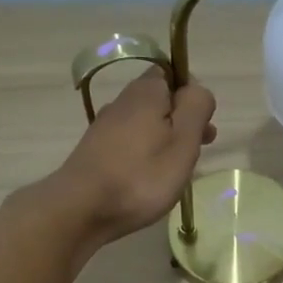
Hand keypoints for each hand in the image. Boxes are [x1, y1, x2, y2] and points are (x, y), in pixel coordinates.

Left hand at [45, 68, 216, 244]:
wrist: (80, 209)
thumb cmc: (141, 176)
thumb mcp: (183, 140)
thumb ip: (196, 108)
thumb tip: (198, 90)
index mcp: (146, 92)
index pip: (173, 73)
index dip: (192, 95)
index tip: (202, 124)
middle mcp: (122, 101)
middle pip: (160, 100)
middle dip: (182, 120)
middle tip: (199, 149)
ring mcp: (105, 127)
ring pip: (145, 123)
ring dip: (165, 139)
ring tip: (178, 169)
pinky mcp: (96, 151)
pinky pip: (130, 143)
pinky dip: (145, 154)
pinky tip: (150, 178)